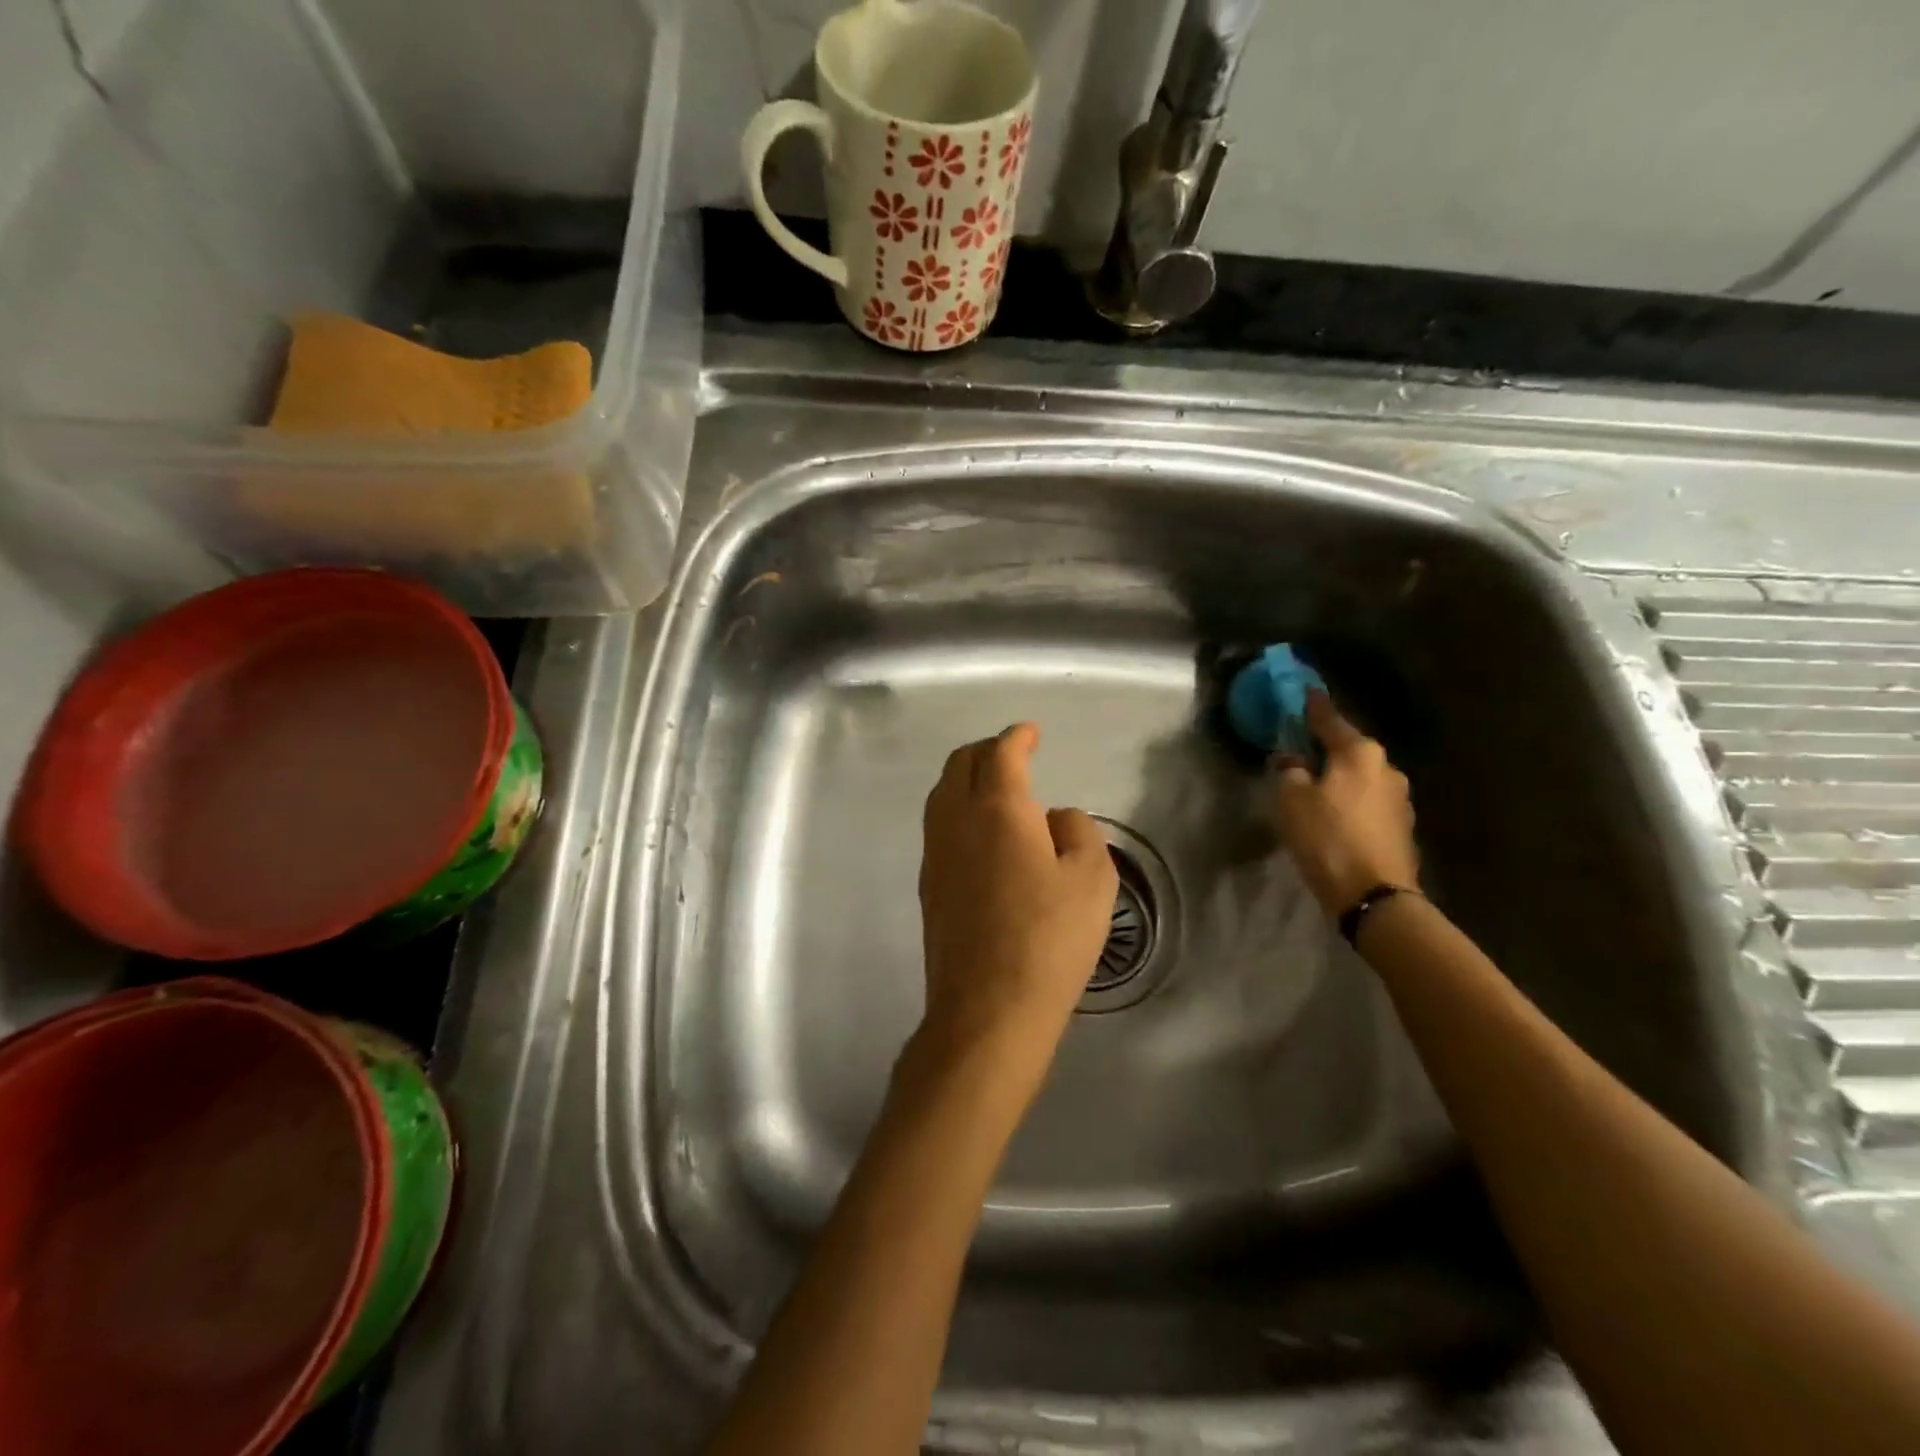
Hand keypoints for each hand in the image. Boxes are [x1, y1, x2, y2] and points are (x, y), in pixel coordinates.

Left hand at [915, 724, 1118, 1089]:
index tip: (1031, 733)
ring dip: (966, 778)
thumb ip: (1077, 830)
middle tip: (1013, 754)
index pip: (1001, 754)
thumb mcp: (1093, 878)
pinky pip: (939, 826)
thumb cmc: (1050, 939)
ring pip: (942, 794)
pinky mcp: (928, 886)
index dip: (1018, 737)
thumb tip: (1053, 819)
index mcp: (998, 809)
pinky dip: (958, 810)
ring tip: (995, 788)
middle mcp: (956, 821)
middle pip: (961, 765)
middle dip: (986, 750)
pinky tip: (980, 834)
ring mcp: (935, 854)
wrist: (988, 1010)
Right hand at [1273, 693, 1419, 914]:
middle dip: (1326, 748)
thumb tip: (1291, 761)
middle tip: (1301, 749)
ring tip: (1315, 787)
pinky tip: (1334, 815)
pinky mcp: (1401, 827)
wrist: (1374, 895)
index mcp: (1360, 753)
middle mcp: (1386, 768)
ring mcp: (1399, 799)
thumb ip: (1289, 772)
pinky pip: (1368, 802)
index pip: (1330, 720)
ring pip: (1360, 777)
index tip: (1306, 691)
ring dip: (1339, 778)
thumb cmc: (1328, 838)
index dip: (1313, 706)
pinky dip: (1350, 802)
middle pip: (1349, 749)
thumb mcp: (1292, 801)